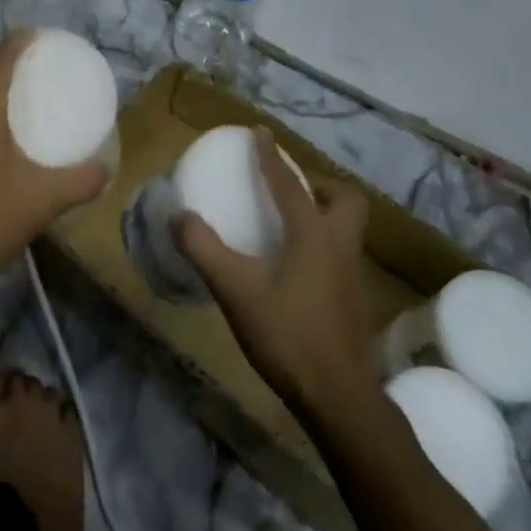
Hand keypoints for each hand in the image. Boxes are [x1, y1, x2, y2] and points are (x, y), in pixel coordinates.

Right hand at [172, 129, 379, 418]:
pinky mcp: (352, 299)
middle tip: (287, 190)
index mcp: (315, 236)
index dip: (272, 157)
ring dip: (321, 214)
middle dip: (318, 187)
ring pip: (346, 228)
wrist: (338, 397)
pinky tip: (292, 266)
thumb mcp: (236, 291)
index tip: (260, 133)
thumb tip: (179, 216)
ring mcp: (352, 275)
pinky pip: (339, 252)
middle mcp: (341, 247)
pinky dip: (320, 242)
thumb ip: (204, 250)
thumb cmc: (288, 336)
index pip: (291, 185)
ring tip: (286, 223)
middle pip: (344, 201)